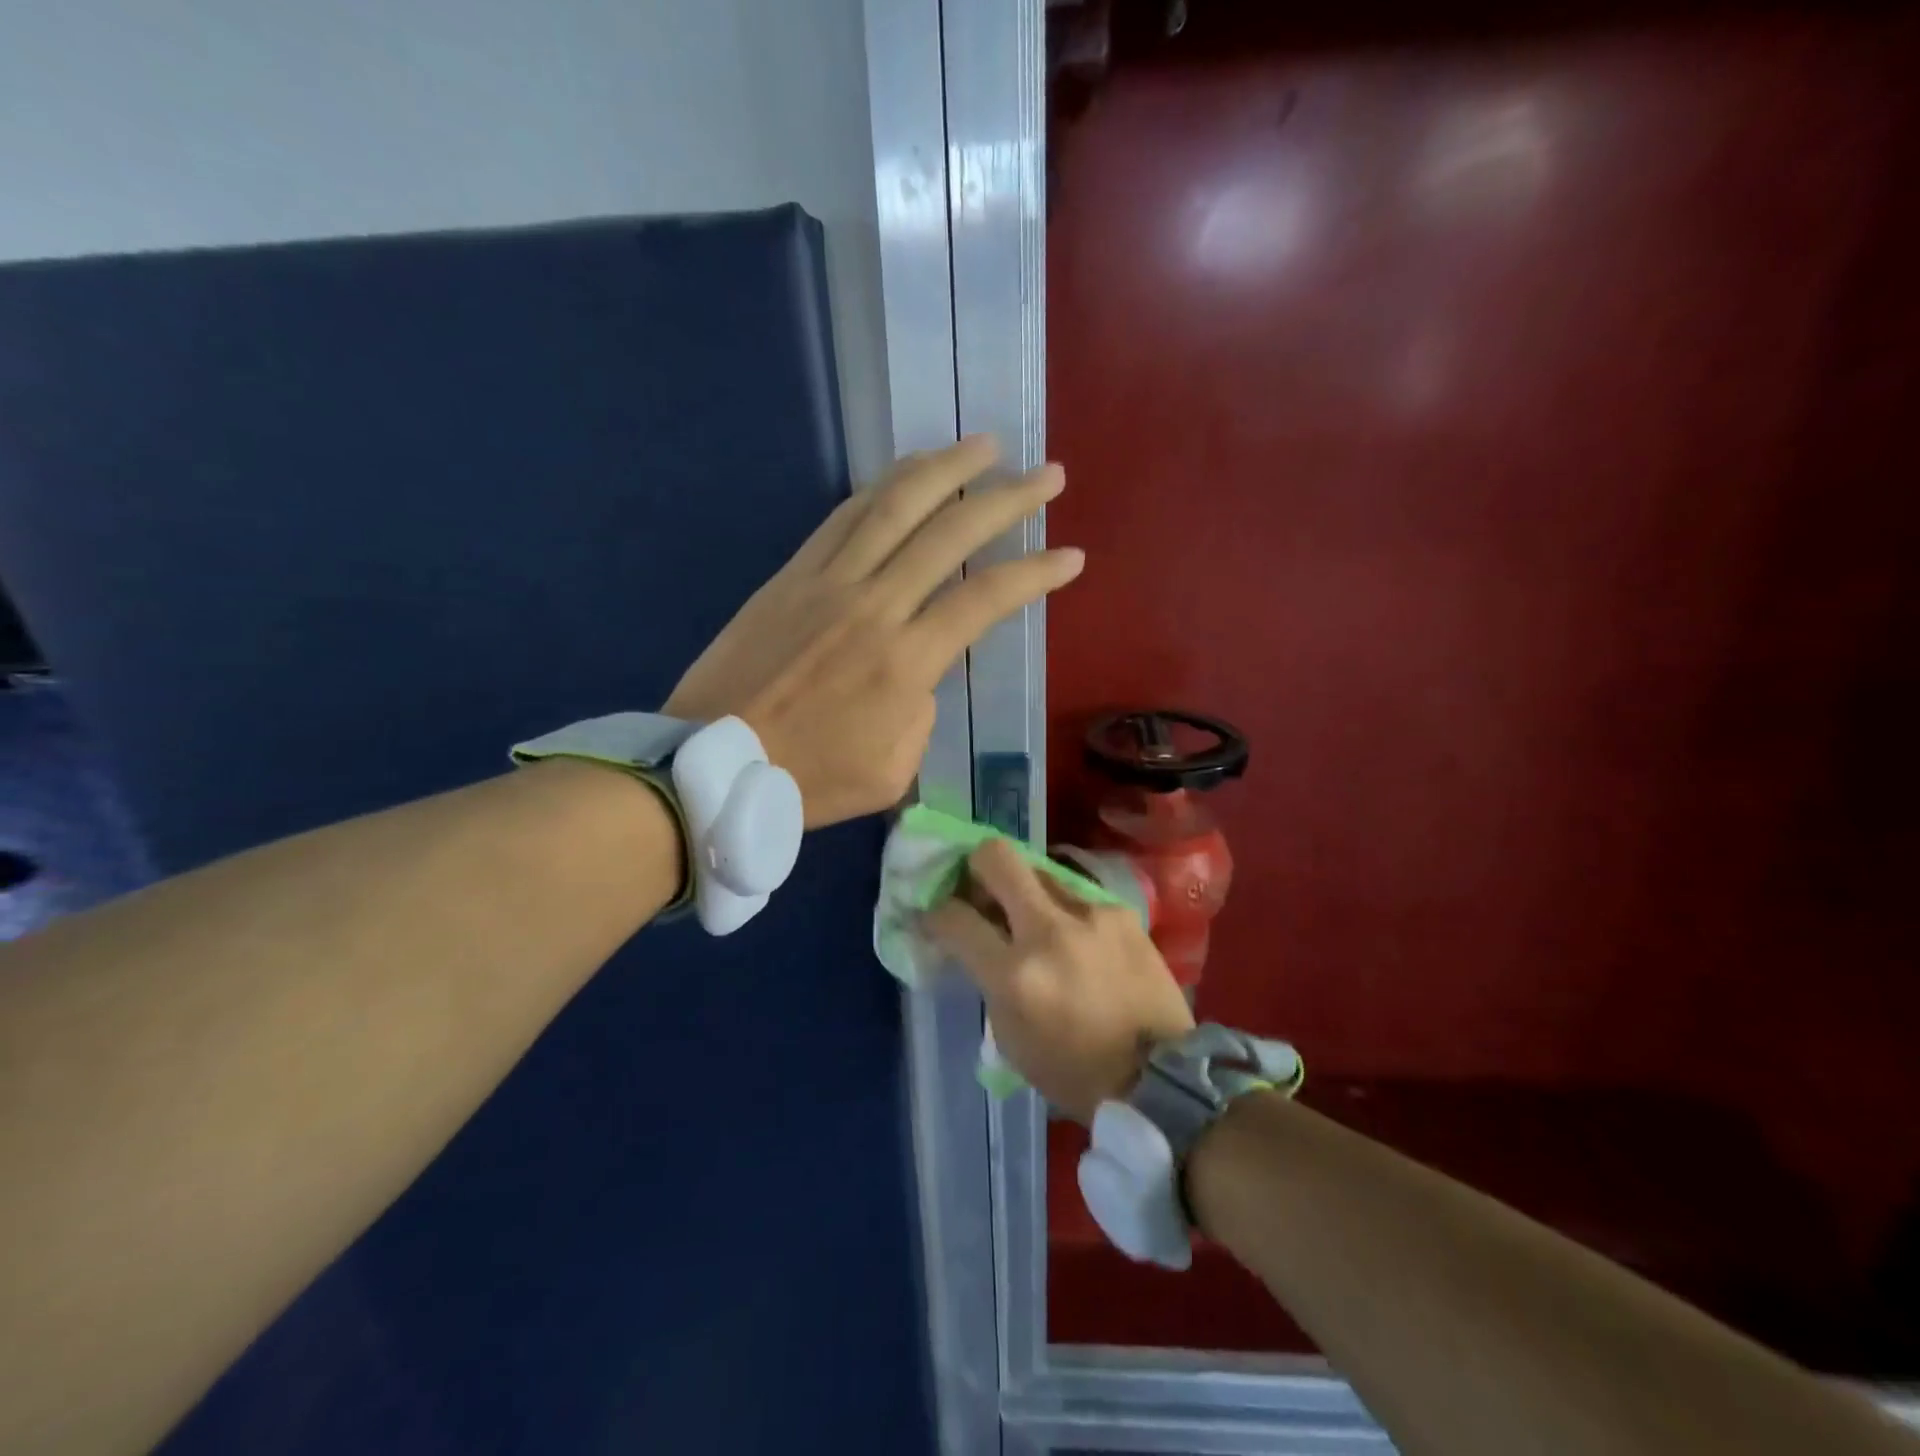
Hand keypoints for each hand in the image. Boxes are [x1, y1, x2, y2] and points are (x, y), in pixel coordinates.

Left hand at [664, 437, 1081, 826]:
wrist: (713, 764)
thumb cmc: (807, 780)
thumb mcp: (892, 770)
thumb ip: (922, 713)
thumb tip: (919, 672)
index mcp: (906, 662)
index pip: (986, 599)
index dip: (1034, 572)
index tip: (1070, 555)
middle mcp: (874, 605)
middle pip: (950, 534)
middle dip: (1007, 498)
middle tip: (1047, 474)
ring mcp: (828, 582)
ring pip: (894, 506)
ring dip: (945, 469)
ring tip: (982, 445)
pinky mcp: (791, 575)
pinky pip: (843, 517)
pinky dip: (881, 488)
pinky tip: (907, 473)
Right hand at [925, 840, 1195, 1120]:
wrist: (1160, 1077)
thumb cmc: (1074, 1071)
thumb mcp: (1010, 1037)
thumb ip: (988, 978)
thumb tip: (975, 940)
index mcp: (1015, 975)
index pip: (955, 918)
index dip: (936, 913)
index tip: (937, 915)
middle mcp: (1049, 931)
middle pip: (996, 857)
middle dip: (975, 865)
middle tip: (978, 887)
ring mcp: (1091, 914)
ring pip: (1039, 869)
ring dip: (1025, 890)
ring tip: (1032, 917)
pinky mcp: (1122, 911)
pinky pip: (1078, 894)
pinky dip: (1065, 911)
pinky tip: (1077, 938)